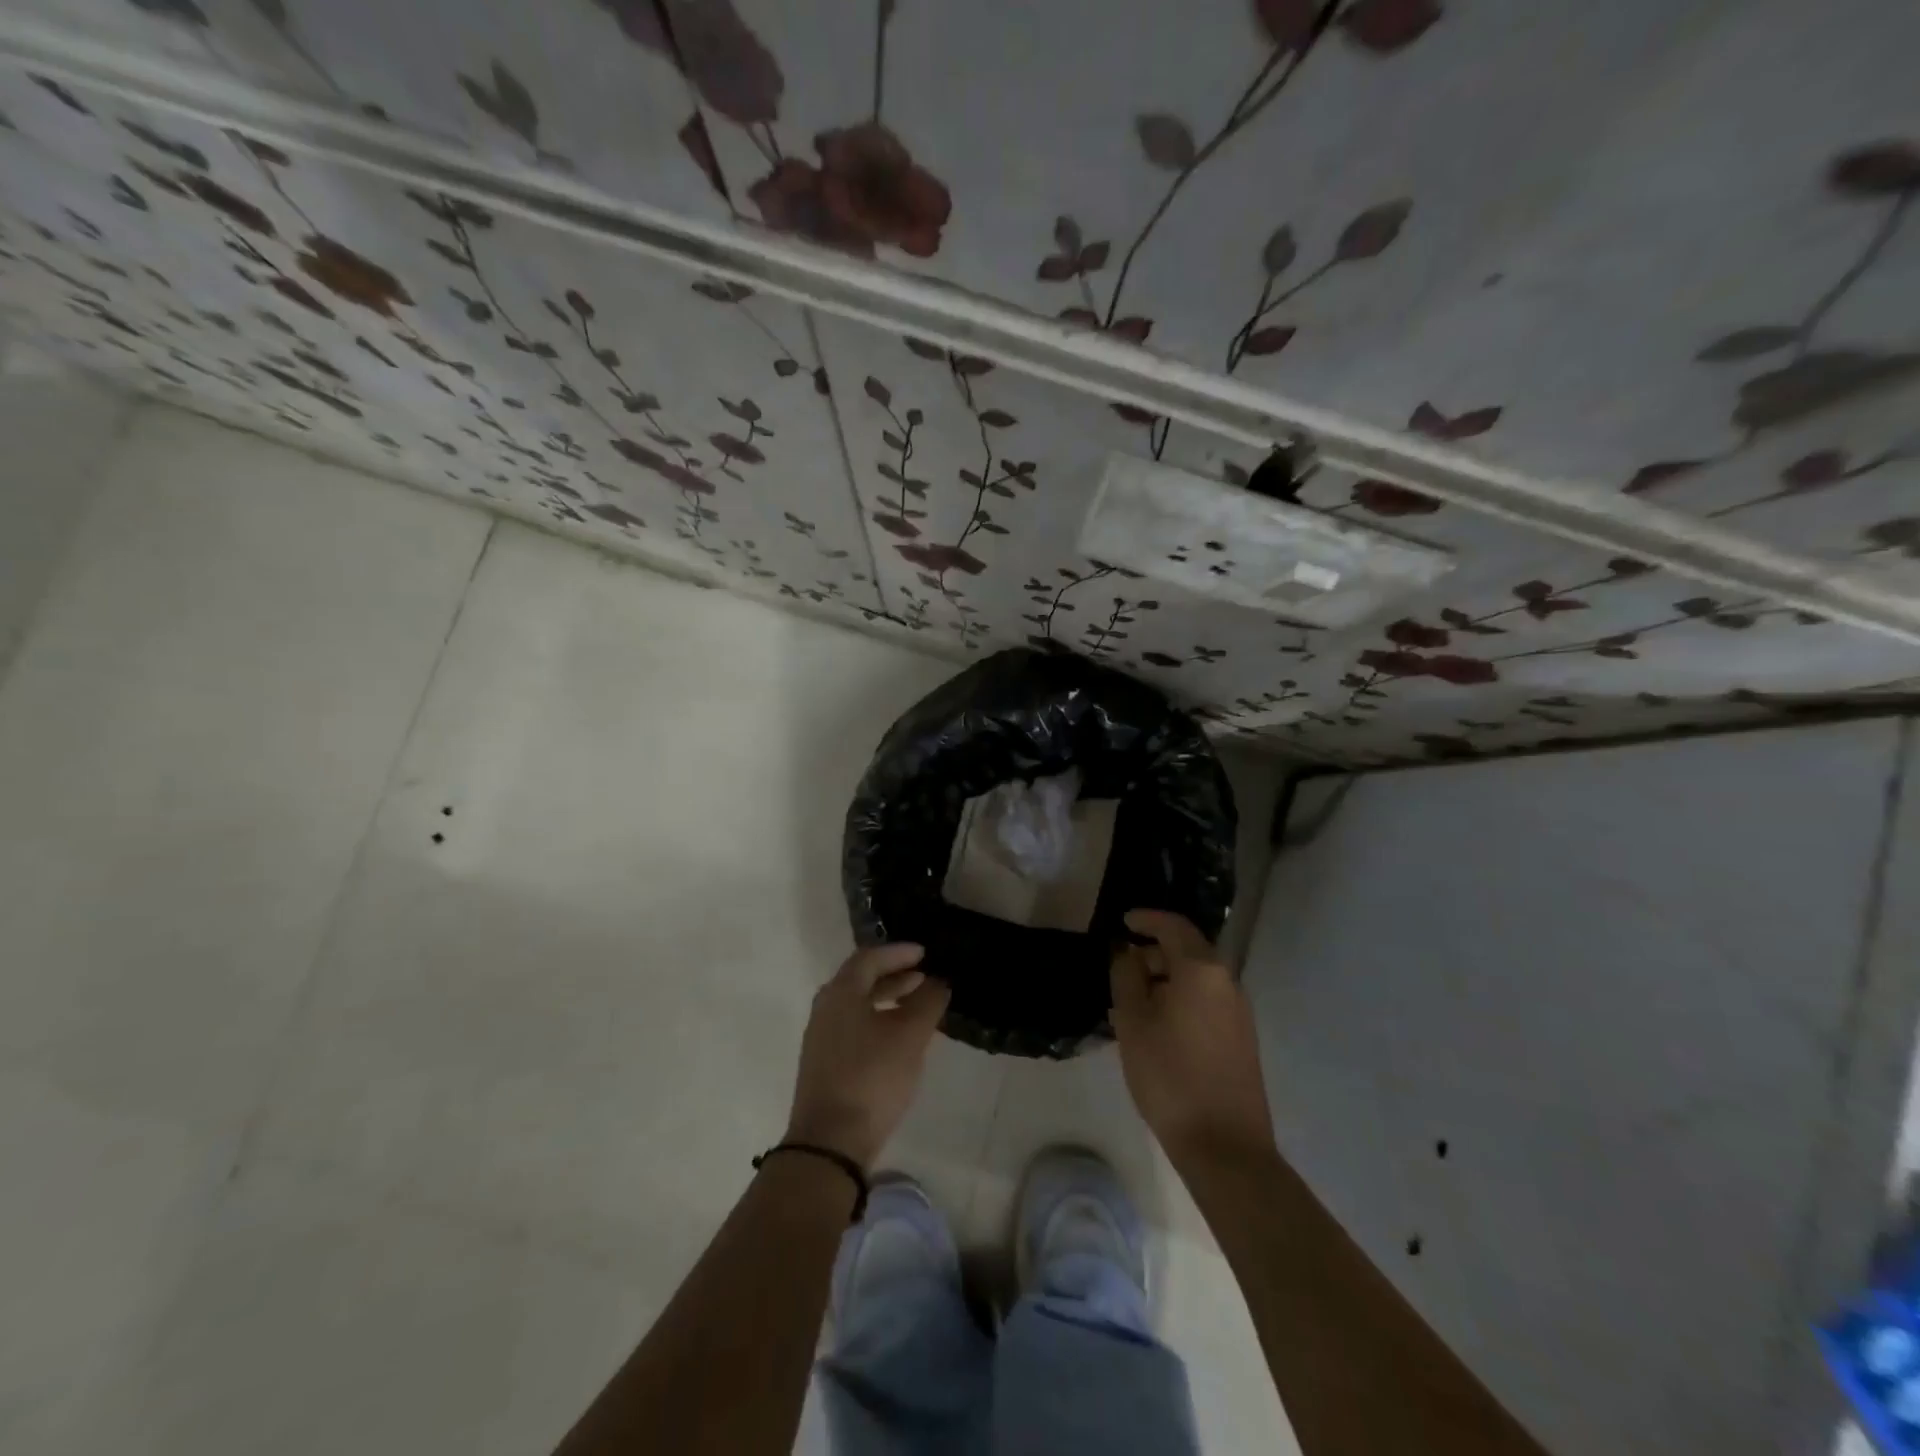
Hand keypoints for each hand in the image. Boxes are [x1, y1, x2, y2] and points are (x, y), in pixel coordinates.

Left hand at [784, 944, 950, 1170]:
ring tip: (918, 1005)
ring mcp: (821, 1037)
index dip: (898, 952)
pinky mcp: (824, 1063)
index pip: (869, 958)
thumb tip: (939, 982)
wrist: (830, 1142)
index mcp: (840, 993)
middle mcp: (825, 1008)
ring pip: (857, 1004)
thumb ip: (928, 1002)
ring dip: (887, 998)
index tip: (925, 953)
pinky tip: (899, 1037)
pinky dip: (878, 1019)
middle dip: (894, 974)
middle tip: (924, 976)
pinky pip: (854, 1025)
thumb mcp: (910, 1037)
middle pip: (860, 979)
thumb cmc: (872, 1078)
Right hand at [1111, 910, 1277, 1174]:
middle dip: (1153, 952)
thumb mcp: (1133, 1022)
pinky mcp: (1241, 1038)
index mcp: (1201, 970)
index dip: (1146, 919)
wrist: (1225, 1147)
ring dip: (1165, 978)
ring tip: (1132, 1002)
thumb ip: (1126, 976)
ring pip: (1196, 978)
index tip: (1123, 922)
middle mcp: (1226, 982)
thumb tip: (1126, 951)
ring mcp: (1238, 1011)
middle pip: (1187, 950)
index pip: (1173, 926)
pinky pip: (1205, 1001)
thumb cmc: (1170, 1076)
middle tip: (1120, 969)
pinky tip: (1157, 1026)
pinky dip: (1180, 998)